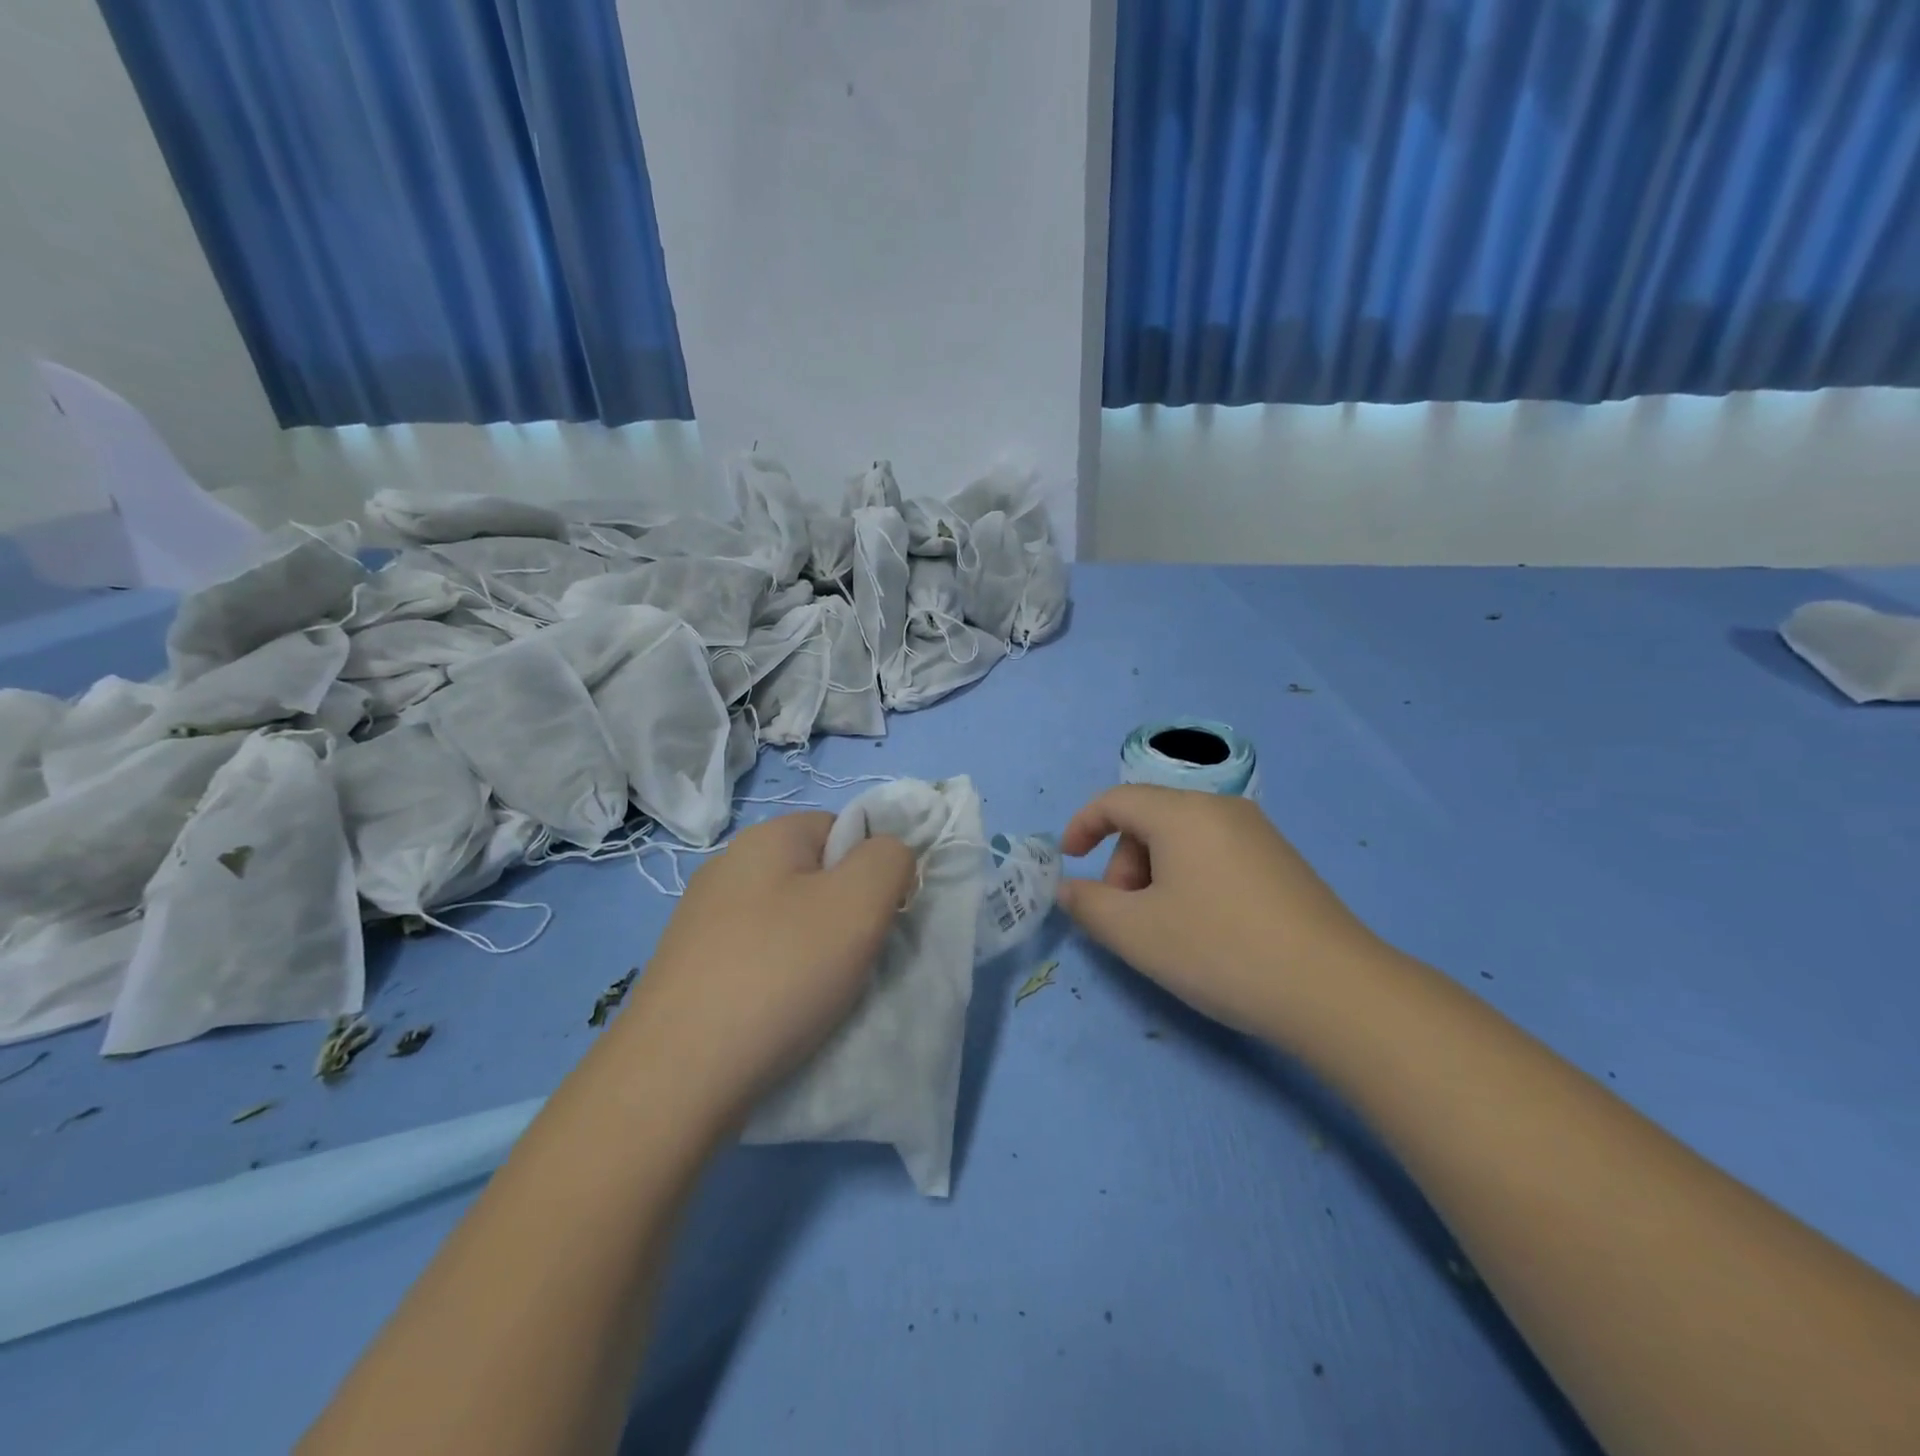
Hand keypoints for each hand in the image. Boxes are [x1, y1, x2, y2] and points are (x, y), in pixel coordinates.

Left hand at [620, 812, 914, 1121]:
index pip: (843, 829)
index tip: (877, 920)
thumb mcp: (860, 902)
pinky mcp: (689, 968)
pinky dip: (778, 980)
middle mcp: (727, 867)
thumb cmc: (780, 972)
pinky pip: (756, 957)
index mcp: (766, 837)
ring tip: (817, 995)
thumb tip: (887, 857)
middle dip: (844, 915)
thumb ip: (890, 859)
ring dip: (813, 952)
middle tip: (852, 960)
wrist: (677, 1074)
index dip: (873, 869)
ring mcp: (701, 919)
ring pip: (787, 921)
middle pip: (815, 876)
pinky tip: (778, 1014)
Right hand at [1058, 786, 1381, 1041]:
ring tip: (1165, 930)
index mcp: (1182, 812)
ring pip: (1183, 840)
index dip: (1082, 825)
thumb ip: (1088, 905)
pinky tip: (1206, 928)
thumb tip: (1069, 888)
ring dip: (1155, 875)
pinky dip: (1190, 880)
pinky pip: (1215, 855)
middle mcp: (1221, 808)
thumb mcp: (1136, 933)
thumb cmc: (1220, 950)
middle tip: (1126, 917)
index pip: (1116, 800)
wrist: (1334, 990)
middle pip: (1150, 820)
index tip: (1069, 861)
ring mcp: (1258, 833)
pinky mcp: (1282, 862)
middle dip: (1123, 863)